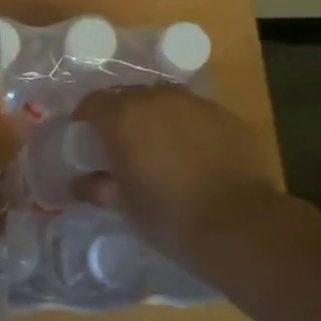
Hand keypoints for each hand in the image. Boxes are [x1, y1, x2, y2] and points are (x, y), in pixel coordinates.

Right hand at [71, 86, 284, 265]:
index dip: (85, 122)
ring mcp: (196, 104)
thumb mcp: (124, 206)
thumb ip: (98, 187)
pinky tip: (194, 157)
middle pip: (128, 97)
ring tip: (161, 152)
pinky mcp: (226, 116)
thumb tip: (81, 184)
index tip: (87, 145)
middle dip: (121, 118)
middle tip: (123, 149)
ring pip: (164, 103)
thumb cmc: (169, 216)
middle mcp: (158, 98)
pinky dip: (187, 129)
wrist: (240, 224)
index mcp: (124, 116)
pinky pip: (195, 115)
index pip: (92, 103)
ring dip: (156, 120)